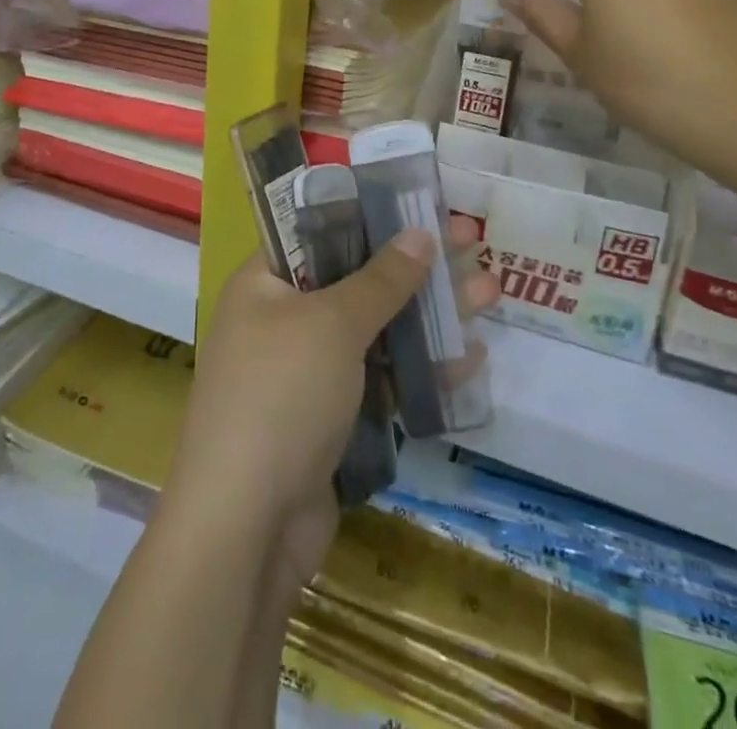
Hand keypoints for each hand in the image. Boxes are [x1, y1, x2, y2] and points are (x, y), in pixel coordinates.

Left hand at [165, 218, 494, 579]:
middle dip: (416, 266)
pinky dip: (421, 369)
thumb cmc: (282, 396)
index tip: (421, 207)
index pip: (319, 232)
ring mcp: (308, 373)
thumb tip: (420, 234)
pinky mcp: (332, 420)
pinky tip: (470, 358)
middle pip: (357, 279)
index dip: (371, 216)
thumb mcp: (333, 324)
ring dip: (430, 315)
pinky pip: (381, 380)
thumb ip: (380, 280)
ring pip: (377, 330)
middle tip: (470, 244)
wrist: (247, 529)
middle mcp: (283, 320)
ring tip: (489, 292)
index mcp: (264, 284)